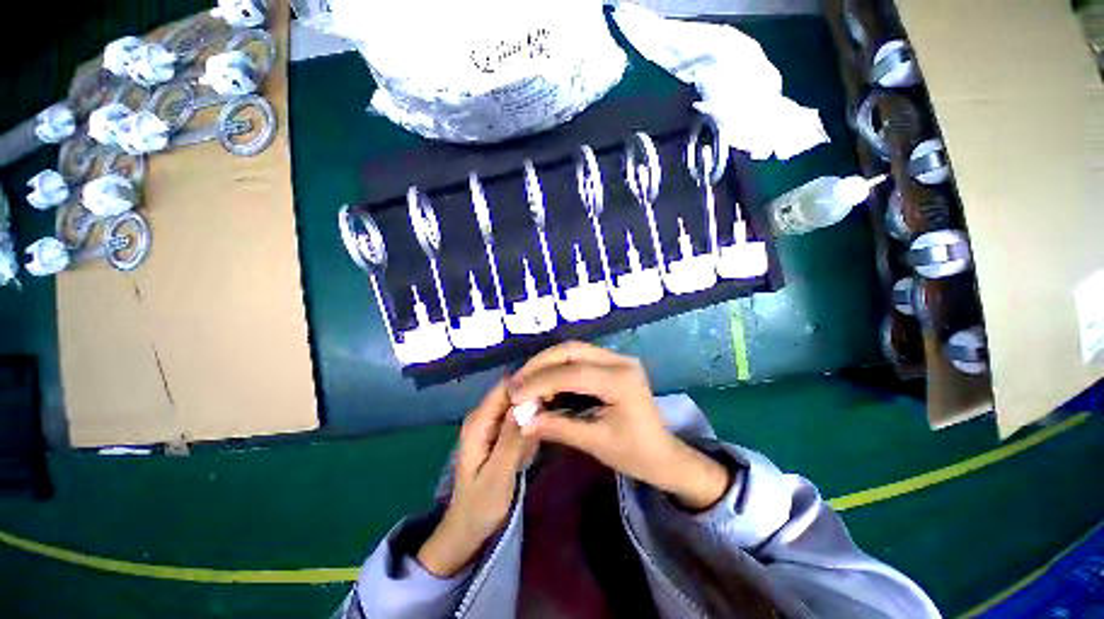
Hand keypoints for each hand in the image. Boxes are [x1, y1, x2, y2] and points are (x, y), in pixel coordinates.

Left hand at [417, 380, 533, 576]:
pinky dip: (527, 429)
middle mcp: (482, 417)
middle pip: (512, 393)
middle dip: (532, 401)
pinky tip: (530, 448)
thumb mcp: (499, 474)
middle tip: (551, 417)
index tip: (550, 394)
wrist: (467, 528)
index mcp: (478, 422)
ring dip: (532, 416)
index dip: (527, 385)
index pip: (505, 387)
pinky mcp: (496, 434)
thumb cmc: (481, 505)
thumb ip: (512, 438)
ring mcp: (489, 425)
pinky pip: (517, 420)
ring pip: (517, 406)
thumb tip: (527, 403)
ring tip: (539, 438)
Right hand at [509, 341, 729, 510]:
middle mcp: (620, 360)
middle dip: (539, 364)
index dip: (539, 383)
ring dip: (546, 363)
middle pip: (571, 350)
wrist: (663, 454)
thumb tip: (521, 421)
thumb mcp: (595, 442)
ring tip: (525, 381)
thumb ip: (557, 427)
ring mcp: (618, 358)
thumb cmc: (634, 453)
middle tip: (516, 382)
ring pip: (573, 349)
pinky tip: (545, 380)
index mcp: (621, 381)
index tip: (514, 395)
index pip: (571, 374)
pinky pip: (579, 357)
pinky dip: (558, 366)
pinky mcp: (614, 362)